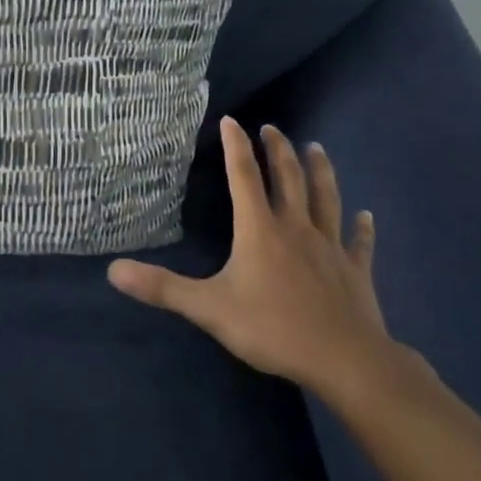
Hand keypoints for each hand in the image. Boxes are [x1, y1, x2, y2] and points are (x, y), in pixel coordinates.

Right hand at [107, 116, 401, 402]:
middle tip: (272, 128)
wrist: (345, 361)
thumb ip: (162, 287)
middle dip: (278, 151)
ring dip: (320, 172)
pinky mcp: (355, 272)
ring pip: (326, 200)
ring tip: (316, 148)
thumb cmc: (274, 329)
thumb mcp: (209, 309)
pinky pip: (358, 243)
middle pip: (288, 179)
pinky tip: (368, 216)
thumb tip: (113, 269)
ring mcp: (330, 249)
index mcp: (260, 230)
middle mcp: (296, 229)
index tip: (232, 120)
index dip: (236, 147)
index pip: (245, 178)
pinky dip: (362, 228)